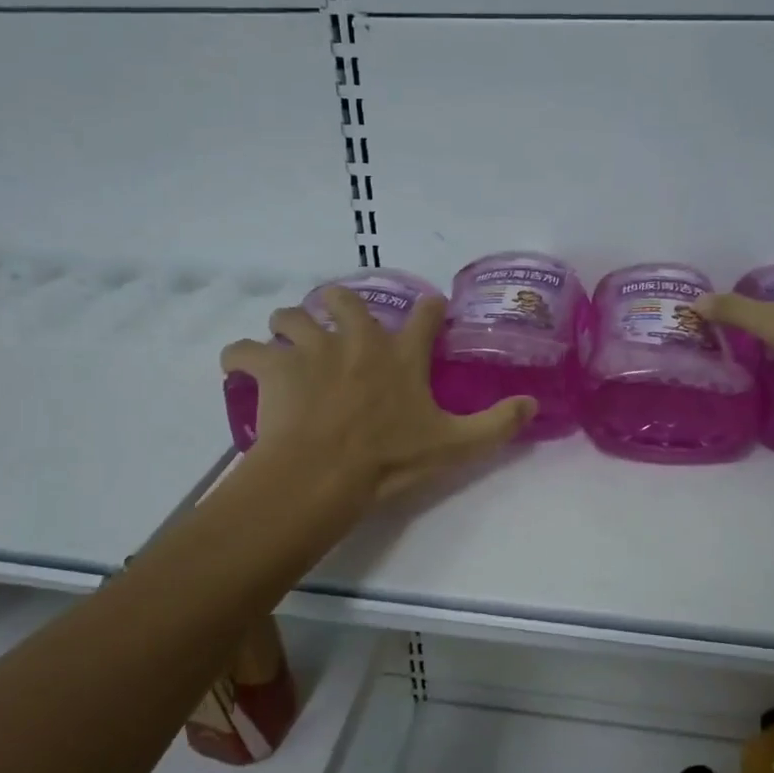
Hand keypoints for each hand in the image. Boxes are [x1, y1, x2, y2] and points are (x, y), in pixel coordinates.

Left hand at [220, 287, 533, 499]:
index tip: (430, 308)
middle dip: (339, 305)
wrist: (325, 473)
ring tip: (287, 343)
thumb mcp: (455, 445)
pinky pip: (244, 349)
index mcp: (401, 354)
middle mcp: (357, 340)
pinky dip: (240, 355)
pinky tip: (239, 366)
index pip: (424, 314)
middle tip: (335, 325)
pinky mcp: (273, 366)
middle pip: (344, 299)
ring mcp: (311, 349)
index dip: (429, 308)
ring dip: (288, 325)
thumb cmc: (391, 459)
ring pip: (291, 316)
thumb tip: (534, 404)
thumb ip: (497, 423)